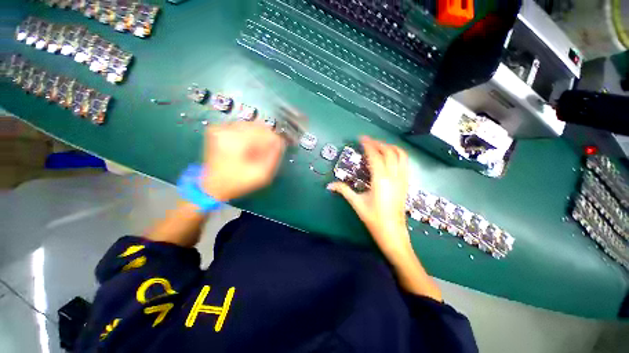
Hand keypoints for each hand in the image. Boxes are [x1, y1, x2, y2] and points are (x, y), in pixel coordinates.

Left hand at [201, 122, 284, 200]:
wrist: (212, 186)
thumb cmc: (238, 182)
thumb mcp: (261, 175)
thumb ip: (274, 156)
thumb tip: (280, 141)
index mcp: (235, 142)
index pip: (264, 132)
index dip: (274, 141)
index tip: (276, 151)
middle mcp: (226, 130)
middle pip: (257, 126)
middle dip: (266, 138)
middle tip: (266, 152)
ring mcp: (220, 128)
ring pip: (251, 126)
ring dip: (258, 137)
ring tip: (255, 151)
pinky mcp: (218, 129)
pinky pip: (242, 127)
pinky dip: (249, 136)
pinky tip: (247, 147)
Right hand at [328, 136, 411, 259]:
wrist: (393, 233)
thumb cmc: (374, 219)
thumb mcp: (357, 203)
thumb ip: (343, 191)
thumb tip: (329, 185)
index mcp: (380, 180)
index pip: (375, 156)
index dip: (368, 145)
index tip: (362, 138)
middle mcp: (393, 176)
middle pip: (389, 152)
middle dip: (378, 143)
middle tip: (368, 142)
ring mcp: (402, 179)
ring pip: (401, 156)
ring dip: (391, 147)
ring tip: (380, 146)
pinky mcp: (406, 184)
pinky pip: (405, 163)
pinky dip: (399, 155)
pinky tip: (391, 158)